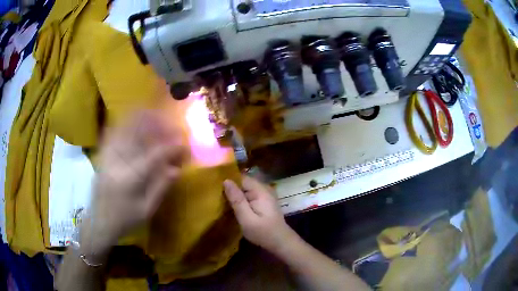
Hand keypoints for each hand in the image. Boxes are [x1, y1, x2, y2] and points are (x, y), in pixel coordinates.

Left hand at [81, 111, 185, 257]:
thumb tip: (176, 169)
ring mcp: (107, 156)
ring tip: (154, 115)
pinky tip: (134, 121)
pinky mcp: (102, 155)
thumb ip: (160, 188)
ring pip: (123, 127)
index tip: (183, 142)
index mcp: (129, 179)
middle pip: (136, 133)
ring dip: (140, 118)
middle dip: (155, 123)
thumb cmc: (124, 219)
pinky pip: (113, 131)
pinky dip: (125, 123)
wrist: (99, 221)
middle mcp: (116, 162)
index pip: (153, 156)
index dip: (170, 147)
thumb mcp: (146, 210)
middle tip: (169, 123)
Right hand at [223, 176, 296, 253]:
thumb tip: (226, 181)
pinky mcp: (264, 202)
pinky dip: (241, 200)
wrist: (281, 242)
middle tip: (216, 197)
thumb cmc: (263, 232)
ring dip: (235, 195)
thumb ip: (237, 200)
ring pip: (245, 189)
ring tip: (221, 201)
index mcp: (260, 190)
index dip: (228, 181)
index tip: (215, 188)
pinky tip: (233, 207)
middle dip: (230, 188)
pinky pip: (249, 196)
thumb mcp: (247, 219)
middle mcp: (263, 188)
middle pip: (243, 183)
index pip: (240, 177)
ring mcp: (265, 195)